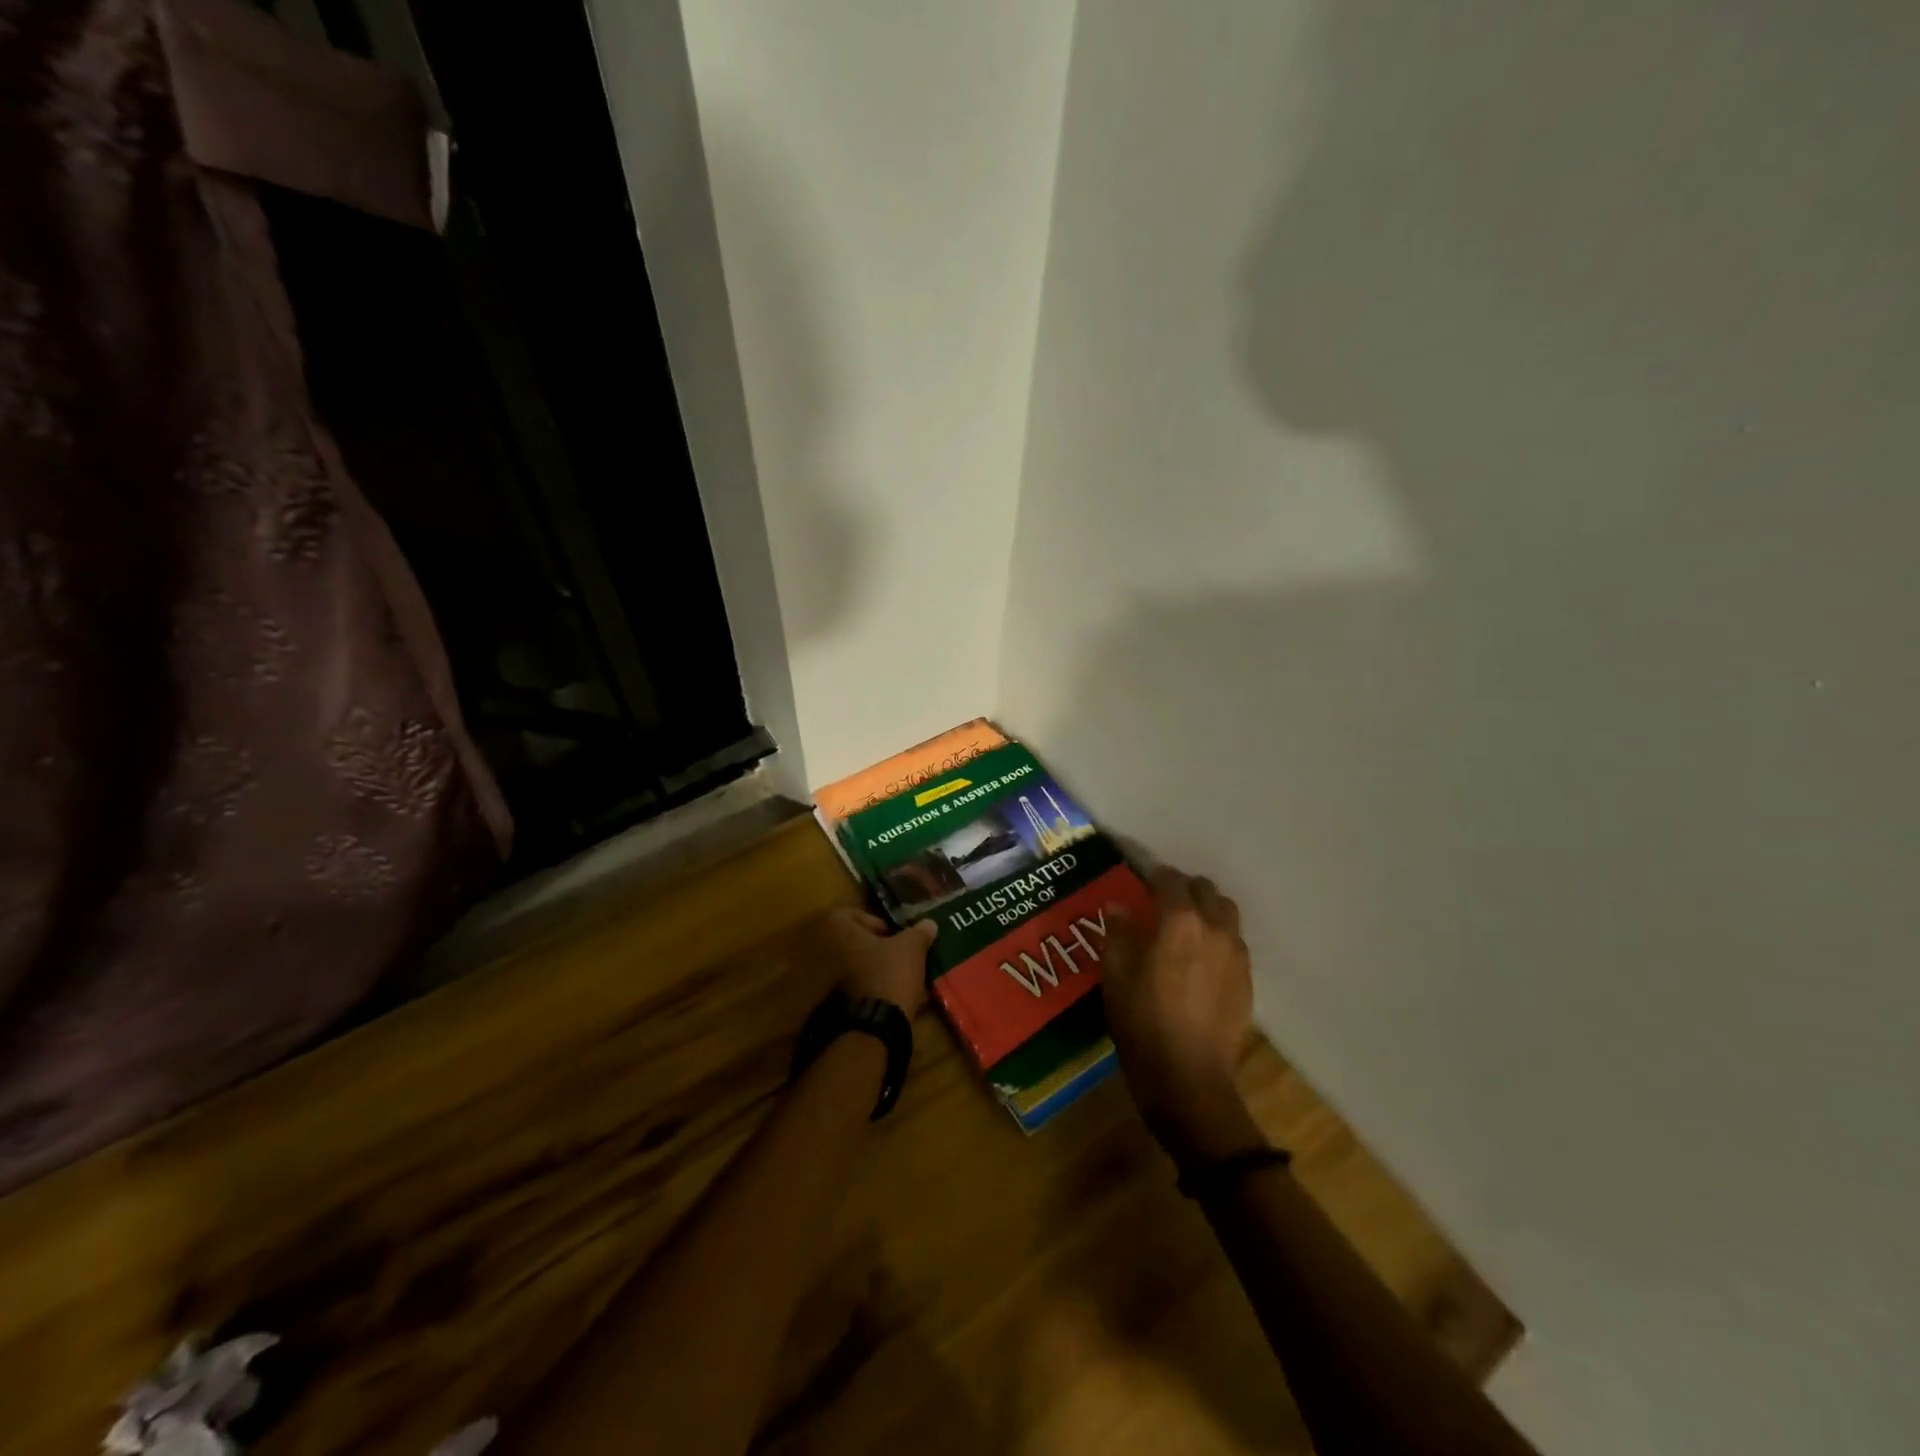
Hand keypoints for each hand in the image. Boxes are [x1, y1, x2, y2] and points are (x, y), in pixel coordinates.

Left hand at [820, 908, 936, 1016]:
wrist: (875, 1024)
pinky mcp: (839, 1005)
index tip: (894, 934)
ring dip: (880, 970)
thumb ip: (919, 932)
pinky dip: (877, 990)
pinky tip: (900, 997)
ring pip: (860, 968)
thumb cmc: (889, 972)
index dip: (875, 922)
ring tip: (906, 977)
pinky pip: (861, 990)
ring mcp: (831, 981)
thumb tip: (928, 923)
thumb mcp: (912, 947)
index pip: (851, 914)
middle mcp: (828, 952)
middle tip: (902, 954)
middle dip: (880, 948)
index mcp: (840, 930)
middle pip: (856, 943)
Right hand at [1104, 868, 1261, 1164]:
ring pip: (1227, 913)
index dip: (1155, 875)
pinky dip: (1219, 937)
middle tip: (1163, 901)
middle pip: (1206, 890)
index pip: (1171, 880)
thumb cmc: (1142, 1022)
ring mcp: (1236, 955)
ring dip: (1207, 909)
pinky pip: (1235, 943)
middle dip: (1184, 889)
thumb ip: (1118, 933)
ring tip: (1187, 926)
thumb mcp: (1115, 975)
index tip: (1142, 879)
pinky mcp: (1247, 981)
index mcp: (1180, 921)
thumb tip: (1119, 908)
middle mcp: (1214, 929)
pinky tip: (1201, 959)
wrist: (1188, 1079)